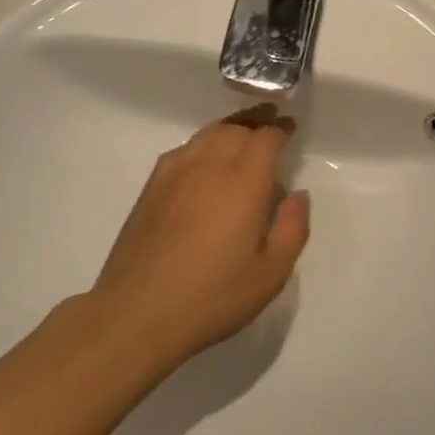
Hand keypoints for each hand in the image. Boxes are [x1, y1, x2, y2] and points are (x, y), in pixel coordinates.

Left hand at [89, 105, 310, 370]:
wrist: (137, 313)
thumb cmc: (213, 296)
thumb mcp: (271, 273)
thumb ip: (293, 228)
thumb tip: (298, 194)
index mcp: (243, 182)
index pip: (266, 138)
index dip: (280, 129)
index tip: (290, 127)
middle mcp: (208, 166)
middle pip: (236, 128)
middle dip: (257, 120)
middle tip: (271, 120)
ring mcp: (174, 174)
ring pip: (207, 134)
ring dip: (230, 127)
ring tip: (242, 131)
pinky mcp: (151, 188)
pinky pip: (183, 149)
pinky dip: (202, 143)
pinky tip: (204, 158)